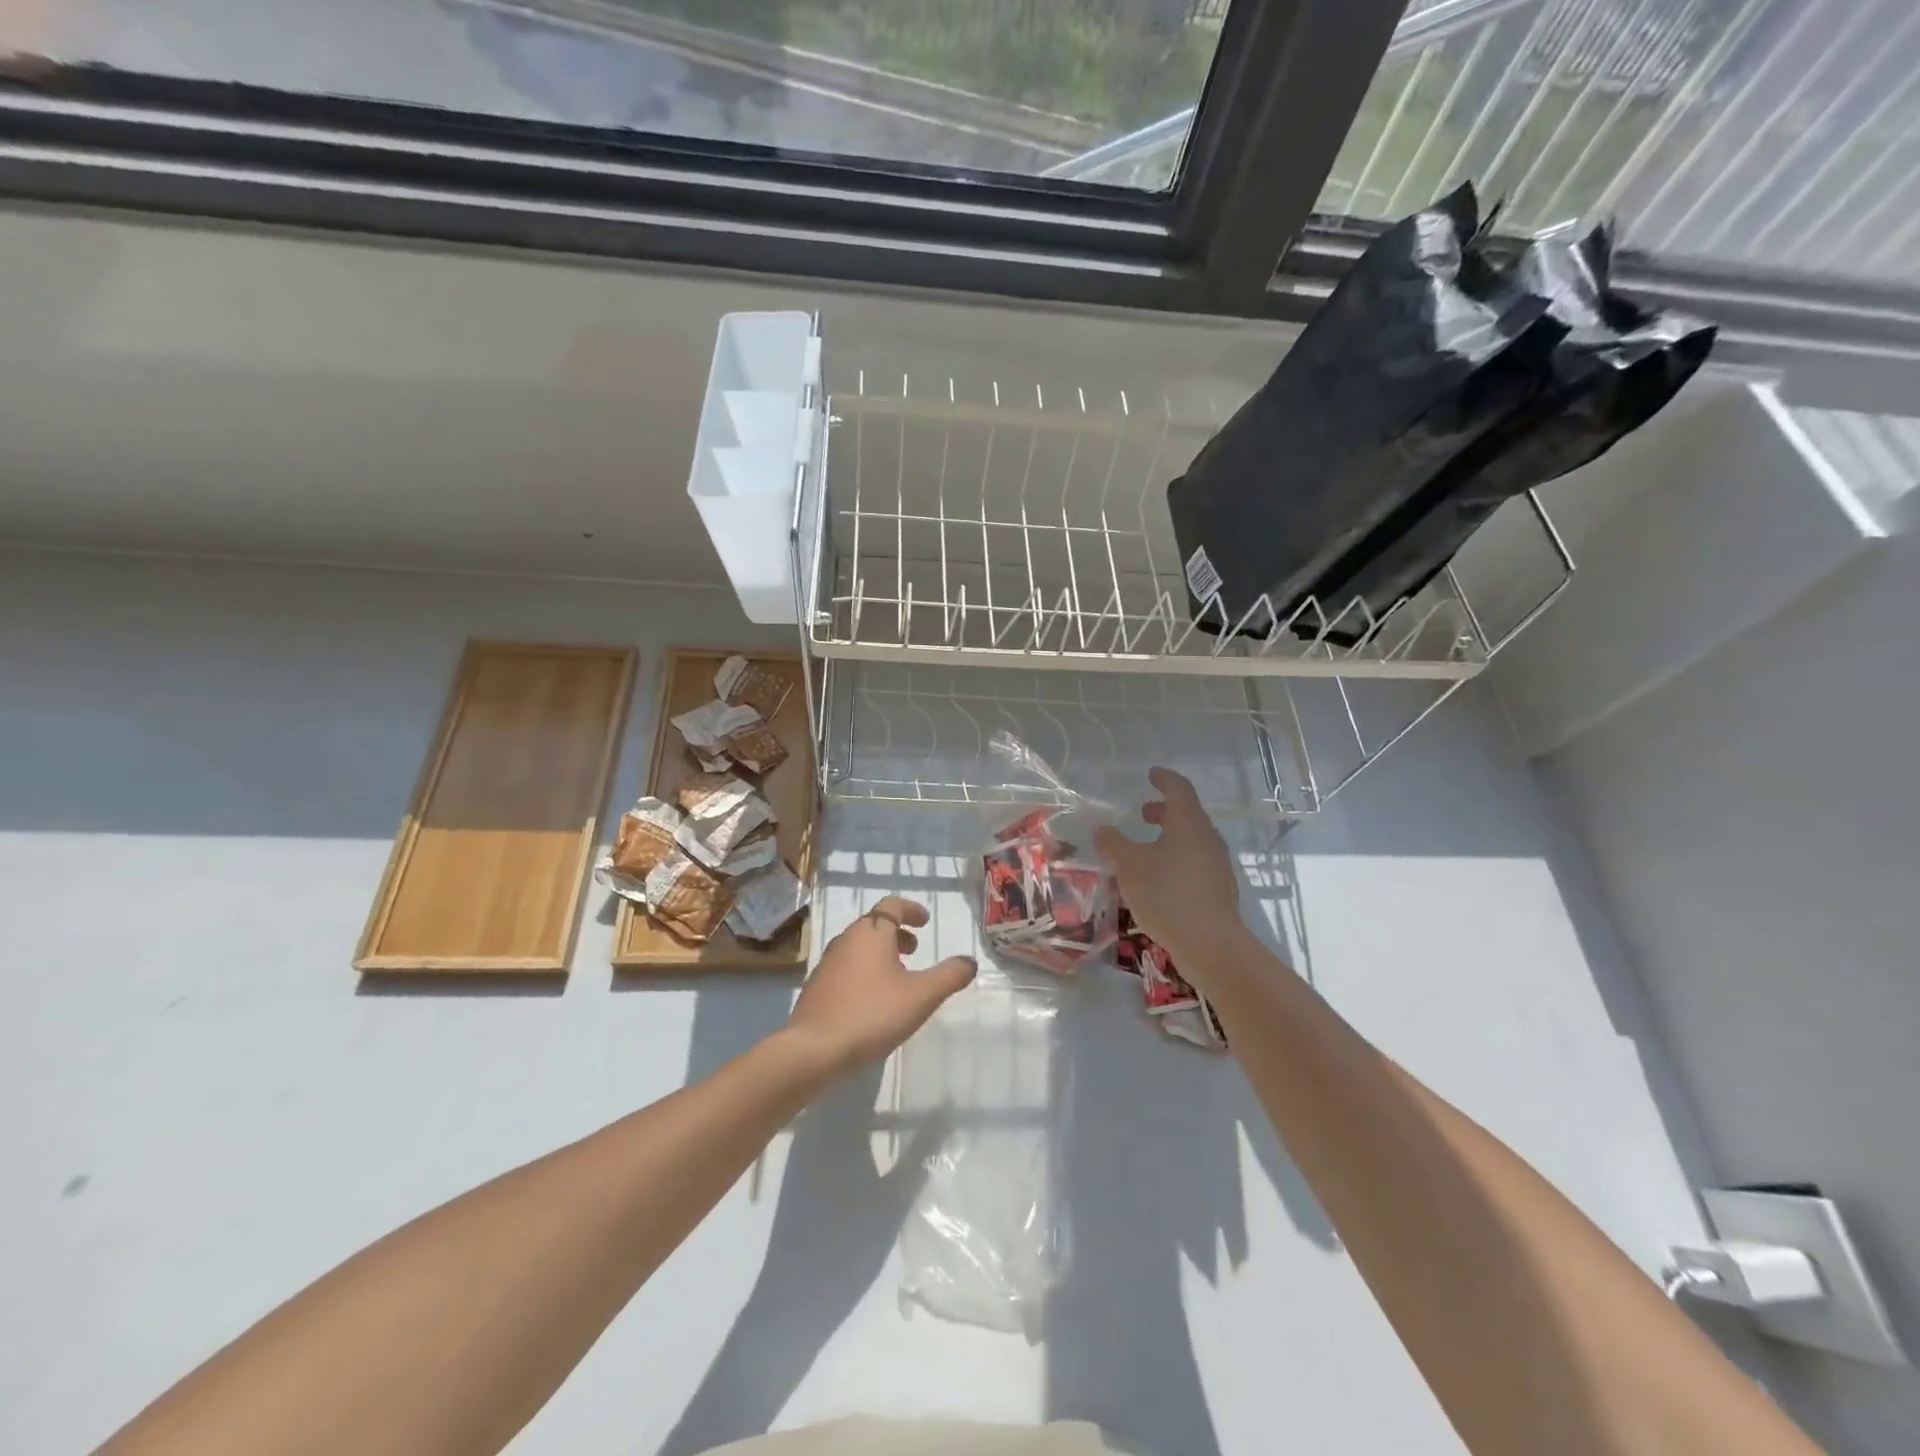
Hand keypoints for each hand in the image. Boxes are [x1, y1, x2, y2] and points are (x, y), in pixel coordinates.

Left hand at [784, 896, 975, 1075]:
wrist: (813, 1049)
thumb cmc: (871, 1014)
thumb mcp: (921, 996)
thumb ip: (949, 976)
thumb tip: (969, 961)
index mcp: (871, 932)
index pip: (891, 906)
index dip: (911, 910)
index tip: (925, 922)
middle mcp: (846, 940)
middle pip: (874, 925)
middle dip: (897, 934)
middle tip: (915, 951)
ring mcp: (827, 964)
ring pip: (859, 948)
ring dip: (880, 954)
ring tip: (898, 979)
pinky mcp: (817, 988)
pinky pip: (846, 968)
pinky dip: (864, 972)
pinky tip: (873, 1002)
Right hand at [1093, 768, 1240, 972]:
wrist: (1210, 944)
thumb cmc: (1167, 894)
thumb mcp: (1130, 866)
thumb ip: (1113, 844)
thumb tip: (1102, 829)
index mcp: (1189, 824)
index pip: (1179, 789)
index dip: (1164, 779)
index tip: (1151, 774)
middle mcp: (1208, 839)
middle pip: (1187, 815)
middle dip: (1163, 812)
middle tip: (1142, 814)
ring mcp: (1217, 866)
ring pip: (1191, 841)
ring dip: (1168, 838)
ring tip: (1144, 850)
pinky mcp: (1217, 890)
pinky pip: (1194, 863)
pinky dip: (1175, 859)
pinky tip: (1157, 880)